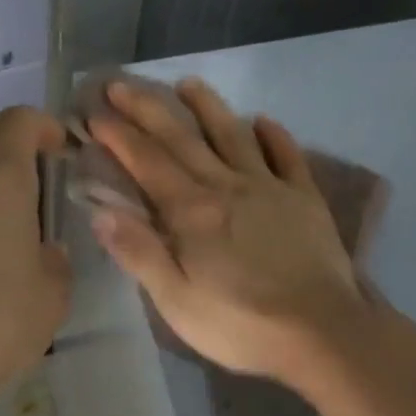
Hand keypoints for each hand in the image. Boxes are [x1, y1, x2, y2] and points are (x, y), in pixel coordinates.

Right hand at [88, 79, 370, 383]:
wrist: (322, 332)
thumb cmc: (240, 324)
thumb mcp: (176, 301)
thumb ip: (139, 252)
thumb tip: (100, 210)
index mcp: (191, 211)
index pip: (146, 162)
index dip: (118, 136)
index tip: (94, 113)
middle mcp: (226, 185)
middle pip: (181, 138)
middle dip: (147, 109)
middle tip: (120, 85)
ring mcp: (269, 187)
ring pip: (232, 134)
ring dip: (207, 106)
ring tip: (188, 83)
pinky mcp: (304, 197)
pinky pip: (286, 155)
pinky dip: (273, 134)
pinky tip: (262, 120)